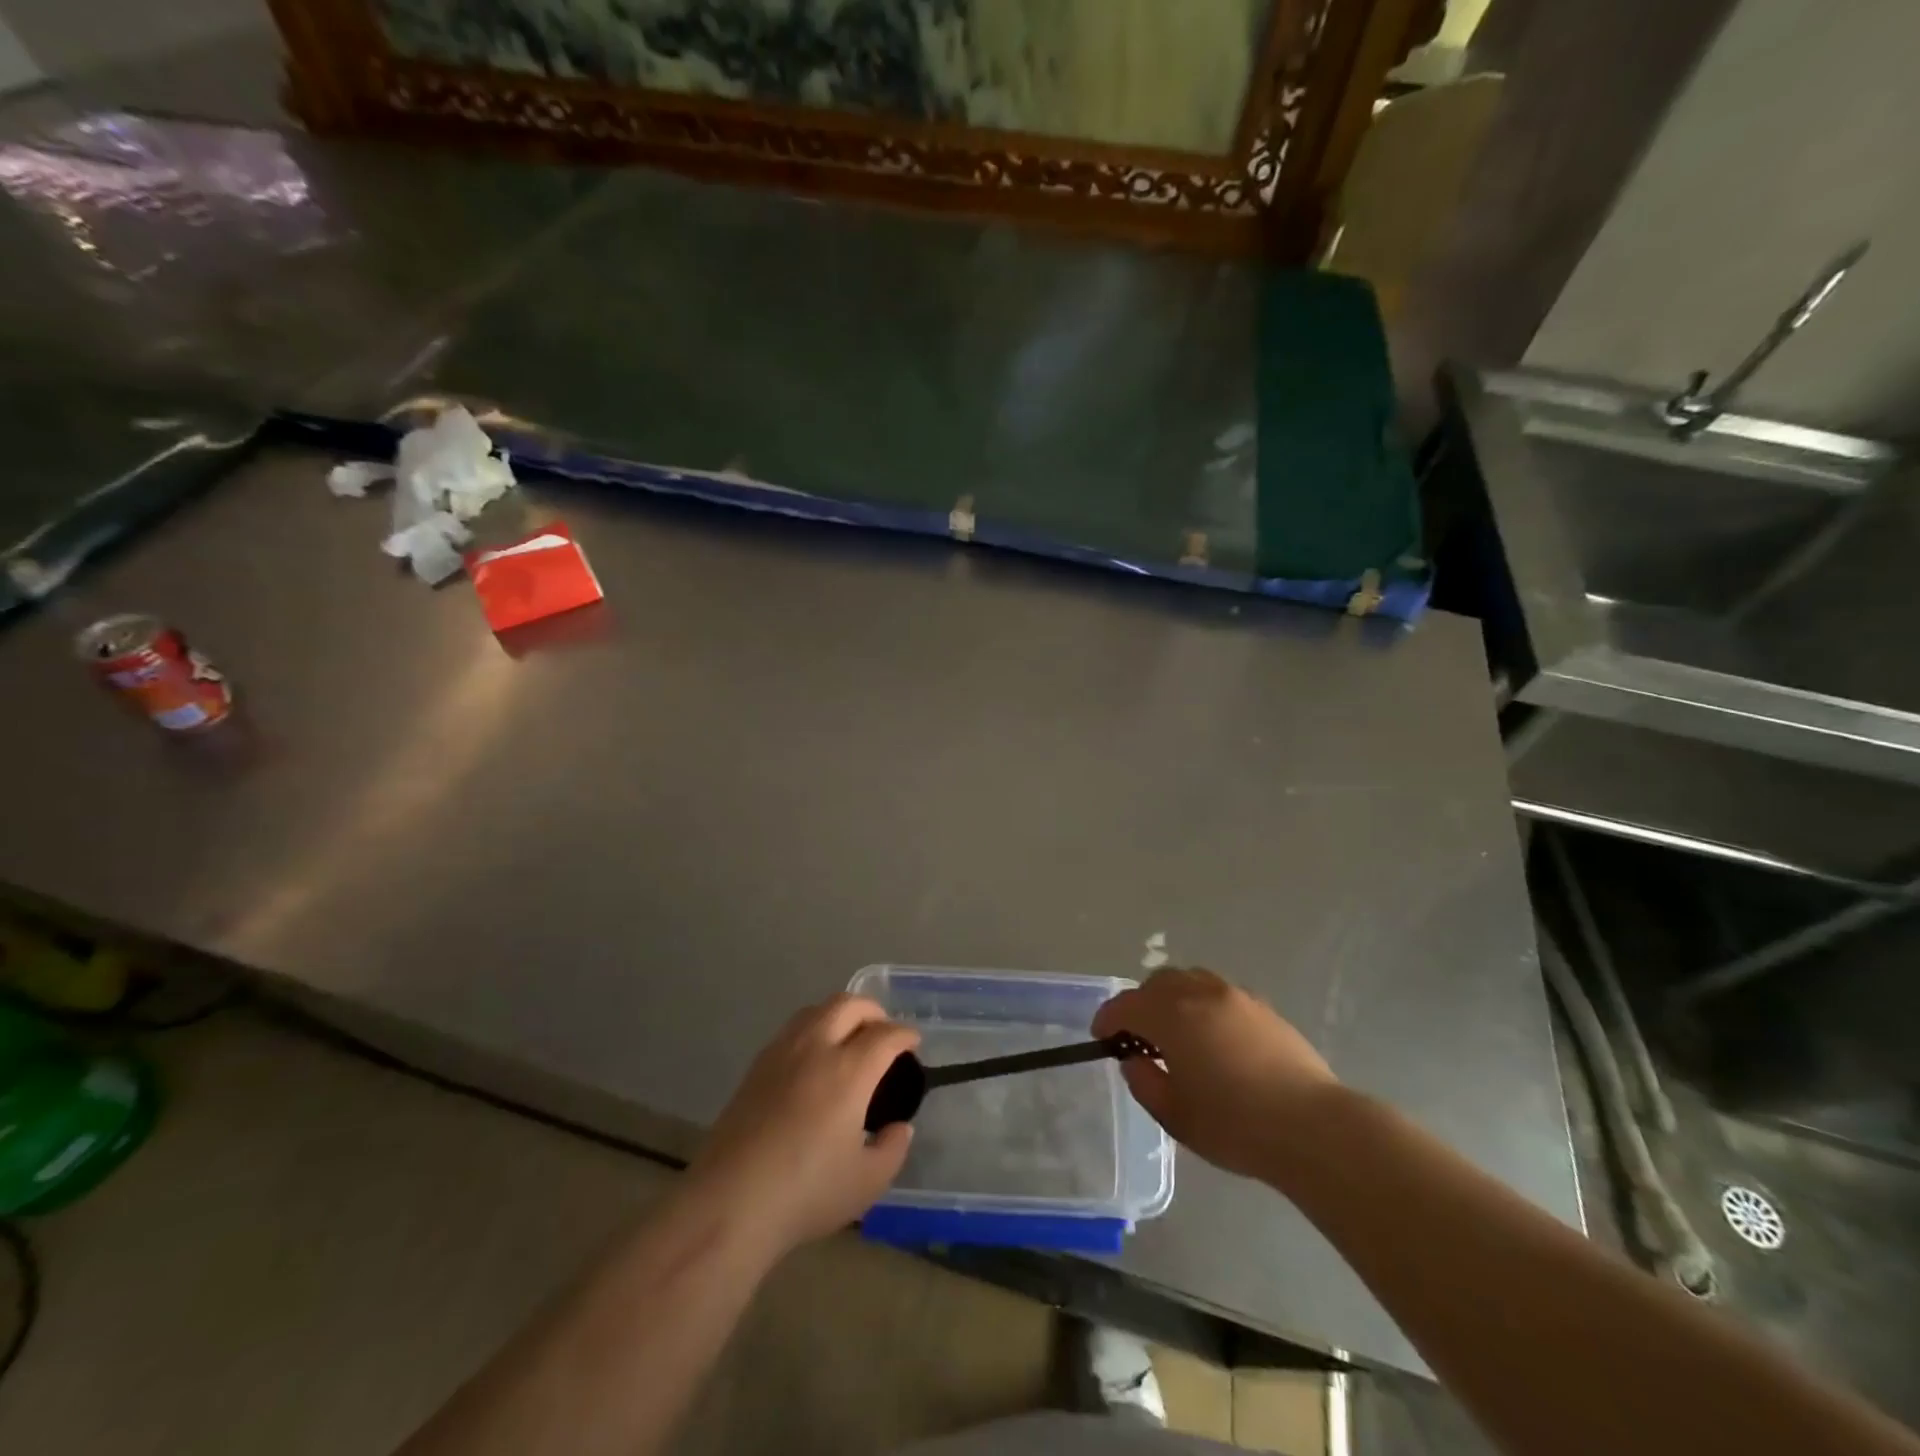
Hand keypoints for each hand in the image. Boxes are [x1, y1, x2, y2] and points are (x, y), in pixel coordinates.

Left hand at [686, 994, 918, 1258]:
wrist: (729, 1203)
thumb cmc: (805, 1193)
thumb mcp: (866, 1182)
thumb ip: (892, 1148)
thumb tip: (900, 1127)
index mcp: (849, 1070)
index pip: (885, 1034)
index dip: (905, 1035)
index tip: (913, 1043)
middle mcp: (816, 1048)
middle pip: (849, 1004)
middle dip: (874, 1012)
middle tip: (884, 1033)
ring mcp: (781, 1053)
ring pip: (816, 1010)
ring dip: (840, 1014)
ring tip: (849, 1040)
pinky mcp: (756, 1067)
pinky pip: (793, 1029)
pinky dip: (814, 1029)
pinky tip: (815, 1060)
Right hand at [1092, 967, 1338, 1183]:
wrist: (1313, 1127)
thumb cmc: (1235, 1125)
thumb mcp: (1175, 1115)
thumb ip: (1144, 1082)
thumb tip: (1135, 1061)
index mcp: (1172, 1015)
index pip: (1126, 1005)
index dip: (1108, 1019)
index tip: (1102, 1037)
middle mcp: (1200, 993)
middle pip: (1157, 983)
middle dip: (1140, 1005)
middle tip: (1139, 1038)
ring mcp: (1235, 996)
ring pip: (1190, 981)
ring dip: (1173, 1000)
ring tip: (1177, 1034)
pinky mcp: (1263, 1008)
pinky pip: (1218, 994)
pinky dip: (1203, 1005)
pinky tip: (1214, 1039)